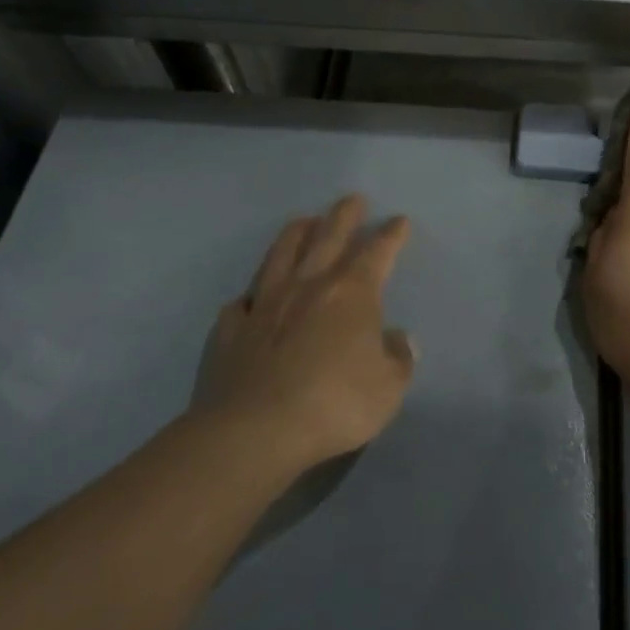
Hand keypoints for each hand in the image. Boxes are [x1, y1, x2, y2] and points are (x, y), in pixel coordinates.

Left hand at [195, 195, 415, 471]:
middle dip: (344, 216)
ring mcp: (264, 304)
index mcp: (351, 294)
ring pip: (281, 255)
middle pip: (327, 238)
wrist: (256, 430)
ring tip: (304, 221)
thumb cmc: (335, 403)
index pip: (377, 253)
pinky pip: (242, 303)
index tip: (399, 221)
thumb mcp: (387, 388)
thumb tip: (397, 339)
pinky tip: (251, 297)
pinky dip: (251, 295)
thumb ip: (397, 359)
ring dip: (295, 234)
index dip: (390, 235)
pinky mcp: (231, 329)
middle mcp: (307, 286)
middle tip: (352, 199)